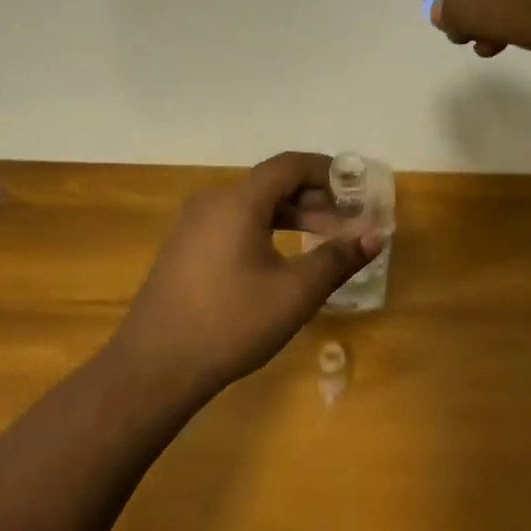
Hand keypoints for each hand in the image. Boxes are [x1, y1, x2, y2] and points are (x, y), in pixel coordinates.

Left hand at [107, 153, 382, 392]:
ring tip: (323, 244)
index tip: (357, 191)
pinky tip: (282, 261)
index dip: (327, 171)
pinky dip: (265, 231)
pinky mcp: (185, 249)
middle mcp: (212, 202)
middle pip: (271, 184)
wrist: (155, 365)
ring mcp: (193, 225)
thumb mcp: (294, 293)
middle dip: (314, 200)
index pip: (289, 165)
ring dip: (291, 217)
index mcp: (238, 202)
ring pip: (252, 206)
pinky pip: (233, 224)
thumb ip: (337, 259)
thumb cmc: (231, 323)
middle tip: (347, 226)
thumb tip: (374, 234)